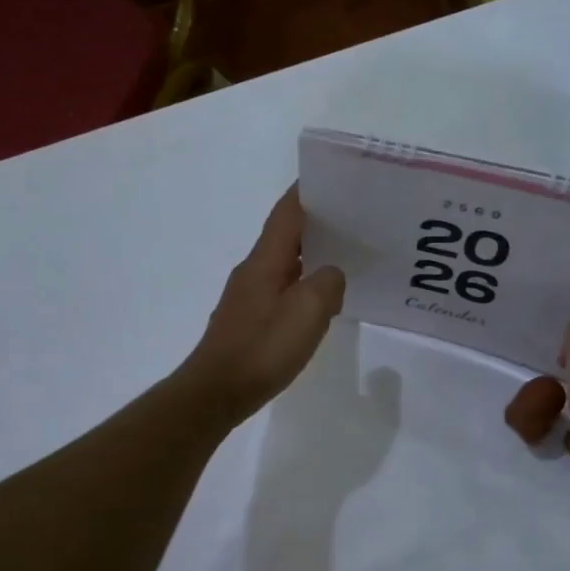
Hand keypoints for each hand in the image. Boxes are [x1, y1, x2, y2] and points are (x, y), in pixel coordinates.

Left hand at [180, 185, 345, 424]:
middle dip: (316, 222)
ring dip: (311, 254)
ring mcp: (248, 295)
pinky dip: (303, 282)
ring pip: (284, 262)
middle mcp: (253, 270)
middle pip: (286, 234)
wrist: (217, 391)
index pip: (287, 212)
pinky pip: (282, 288)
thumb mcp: (308, 312)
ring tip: (345, 255)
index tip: (334, 179)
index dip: (308, 192)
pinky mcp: (249, 319)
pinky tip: (320, 299)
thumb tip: (332, 275)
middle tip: (352, 219)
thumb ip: (328, 284)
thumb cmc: (262, 348)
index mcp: (266, 260)